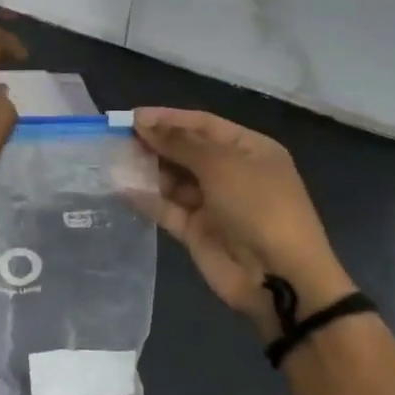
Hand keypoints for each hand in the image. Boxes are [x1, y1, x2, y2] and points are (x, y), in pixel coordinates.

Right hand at [132, 108, 355, 337]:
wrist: (279, 278)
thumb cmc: (258, 207)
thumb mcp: (222, 165)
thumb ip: (180, 143)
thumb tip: (144, 124)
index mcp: (249, 149)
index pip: (203, 124)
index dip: (168, 118)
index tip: (132, 116)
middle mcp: (232, 173)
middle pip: (187, 150)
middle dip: (155, 143)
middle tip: (117, 137)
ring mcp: (213, 203)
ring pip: (174, 179)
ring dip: (147, 169)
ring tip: (114, 160)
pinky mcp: (197, 231)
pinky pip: (168, 208)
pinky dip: (147, 198)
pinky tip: (122, 188)